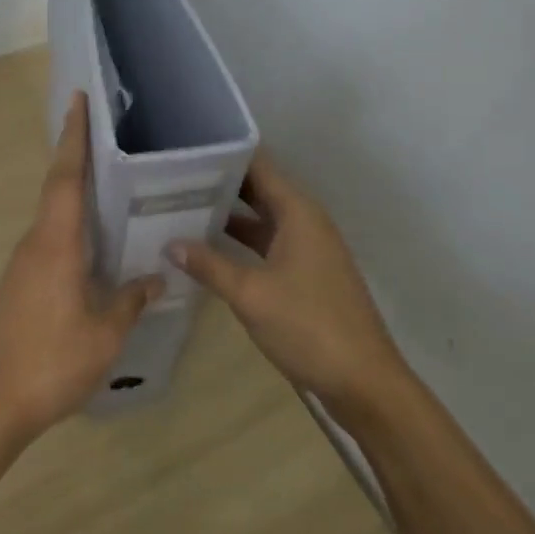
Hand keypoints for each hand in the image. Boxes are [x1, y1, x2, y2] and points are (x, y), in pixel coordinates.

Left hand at [0, 92, 159, 441]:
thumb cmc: (51, 361)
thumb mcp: (104, 333)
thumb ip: (130, 300)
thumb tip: (155, 278)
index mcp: (55, 243)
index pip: (65, 177)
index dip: (73, 137)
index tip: (78, 101)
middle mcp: (35, 243)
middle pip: (56, 188)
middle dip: (76, 156)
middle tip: (107, 135)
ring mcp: (23, 264)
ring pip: (52, 215)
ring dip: (74, 192)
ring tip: (110, 184)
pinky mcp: (20, 284)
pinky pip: (49, 240)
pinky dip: (70, 226)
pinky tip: (94, 243)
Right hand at [170, 154, 404, 413]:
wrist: (364, 383)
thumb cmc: (309, 327)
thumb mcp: (250, 294)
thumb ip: (209, 265)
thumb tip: (170, 243)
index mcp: (298, 212)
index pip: (258, 165)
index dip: (224, 155)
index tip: (186, 150)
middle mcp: (305, 221)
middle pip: (258, 189)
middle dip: (219, 184)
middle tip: (172, 179)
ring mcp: (308, 249)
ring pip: (261, 219)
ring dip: (227, 215)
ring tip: (181, 208)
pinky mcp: (306, 274)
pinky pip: (267, 244)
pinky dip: (240, 243)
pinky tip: (208, 250)